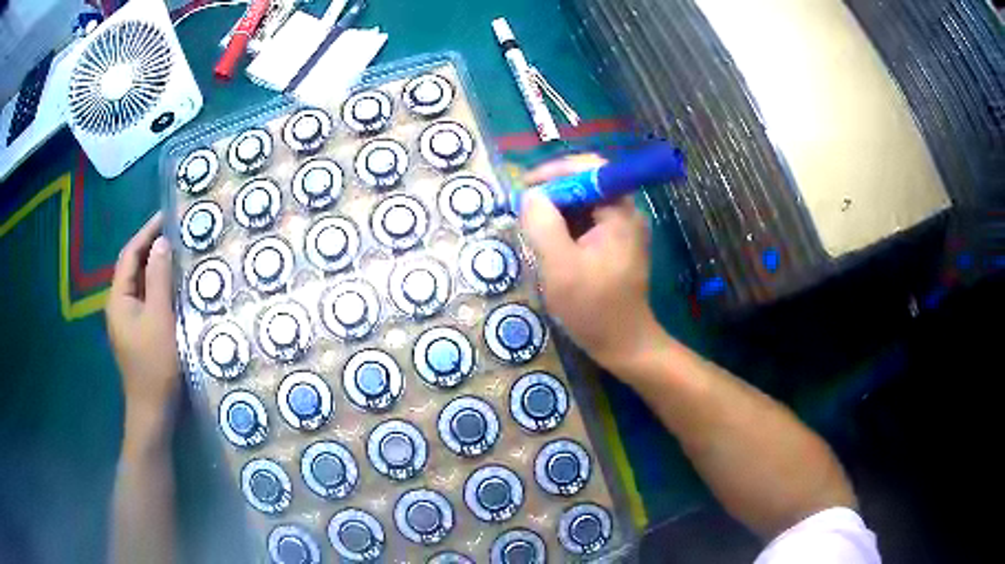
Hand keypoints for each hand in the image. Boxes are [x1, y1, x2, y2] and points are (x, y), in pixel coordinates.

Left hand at [106, 212, 179, 445]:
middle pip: (132, 267)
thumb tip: (161, 242)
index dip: (146, 232)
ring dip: (155, 267)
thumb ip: (158, 279)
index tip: (167, 216)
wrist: (152, 412)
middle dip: (151, 247)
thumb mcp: (159, 319)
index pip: (129, 254)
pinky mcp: (137, 333)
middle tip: (176, 233)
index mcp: (118, 299)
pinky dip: (157, 287)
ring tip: (177, 253)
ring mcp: (127, 321)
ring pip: (139, 284)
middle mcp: (118, 305)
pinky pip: (145, 300)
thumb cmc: (155, 366)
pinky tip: (173, 286)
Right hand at [520, 154, 659, 371]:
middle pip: (586, 184)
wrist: (624, 345)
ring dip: (556, 212)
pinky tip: (549, 245)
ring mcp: (622, 230)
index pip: (590, 168)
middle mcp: (626, 214)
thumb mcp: (560, 267)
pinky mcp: (615, 246)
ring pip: (584, 205)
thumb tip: (530, 196)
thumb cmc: (594, 308)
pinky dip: (565, 228)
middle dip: (552, 193)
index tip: (527, 188)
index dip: (556, 171)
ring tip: (533, 229)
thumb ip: (542, 225)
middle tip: (525, 211)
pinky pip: (587, 224)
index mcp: (620, 213)